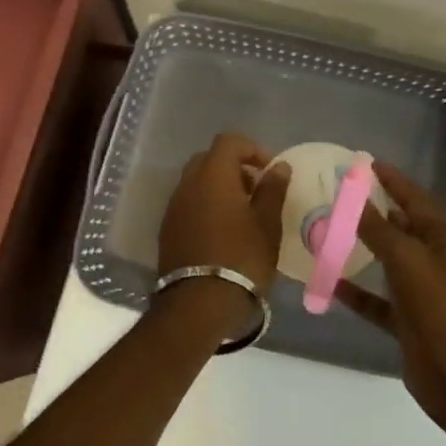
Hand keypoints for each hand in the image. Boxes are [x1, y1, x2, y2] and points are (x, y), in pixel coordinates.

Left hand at [158, 133, 290, 292]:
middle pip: (209, 159)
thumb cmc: (241, 258)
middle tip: (255, 191)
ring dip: (219, 188)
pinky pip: (188, 204)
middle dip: (234, 168)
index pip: (229, 141)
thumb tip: (279, 167)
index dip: (252, 149)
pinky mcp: (167, 229)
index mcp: (213, 174)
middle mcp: (188, 183)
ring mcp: (173, 207)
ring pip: (197, 182)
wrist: (198, 304)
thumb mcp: (267, 224)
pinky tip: (222, 232)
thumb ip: (273, 189)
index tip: (269, 171)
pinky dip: (205, 206)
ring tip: (241, 215)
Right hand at [334, 162, 445, 429]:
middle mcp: (437, 259)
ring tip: (331, 231)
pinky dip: (357, 291)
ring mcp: (424, 291)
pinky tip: (330, 283)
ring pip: (389, 262)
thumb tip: (353, 195)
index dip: (392, 180)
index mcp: (445, 237)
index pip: (415, 197)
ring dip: (364, 249)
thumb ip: (377, 227)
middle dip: (375, 211)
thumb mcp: (405, 257)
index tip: (366, 164)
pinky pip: (378, 299)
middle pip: (402, 226)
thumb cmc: (437, 303)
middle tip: (341, 195)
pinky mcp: (409, 320)